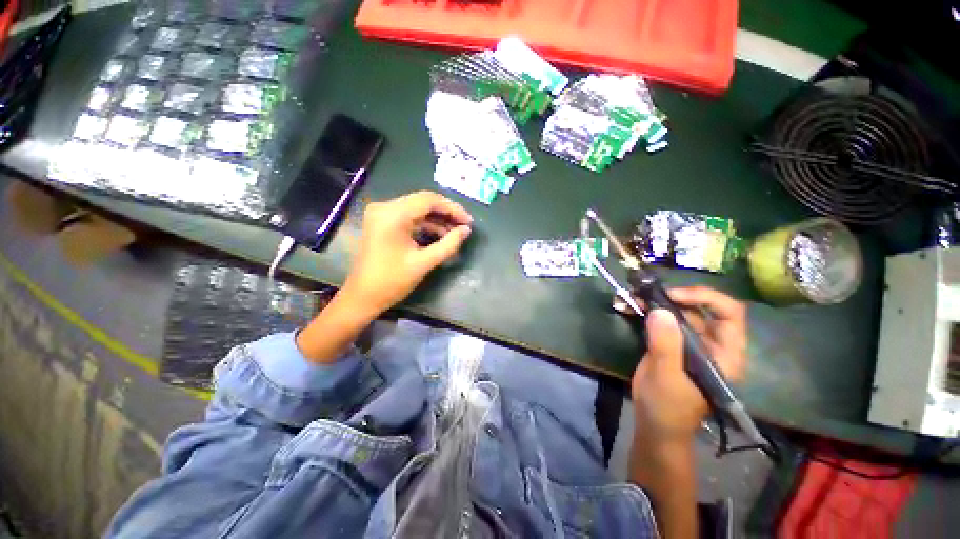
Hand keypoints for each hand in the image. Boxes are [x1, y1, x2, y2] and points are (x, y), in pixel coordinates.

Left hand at [339, 191, 472, 317]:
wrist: (363, 297)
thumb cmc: (392, 282)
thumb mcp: (424, 263)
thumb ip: (448, 244)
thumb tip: (466, 231)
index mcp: (393, 215)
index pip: (429, 200)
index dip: (452, 209)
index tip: (469, 222)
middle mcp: (385, 207)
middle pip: (423, 202)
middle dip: (446, 213)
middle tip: (464, 226)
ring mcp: (382, 214)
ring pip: (417, 209)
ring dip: (437, 219)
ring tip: (455, 233)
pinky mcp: (382, 222)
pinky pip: (409, 217)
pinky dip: (425, 224)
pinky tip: (440, 235)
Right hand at [631, 287, 746, 443]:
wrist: (654, 424)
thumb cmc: (669, 407)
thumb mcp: (667, 378)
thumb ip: (666, 346)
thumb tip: (660, 311)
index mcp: (724, 353)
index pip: (728, 313)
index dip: (705, 298)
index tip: (673, 296)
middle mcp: (710, 343)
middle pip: (697, 309)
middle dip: (670, 298)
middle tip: (643, 295)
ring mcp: (688, 343)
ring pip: (675, 312)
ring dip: (652, 302)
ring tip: (629, 299)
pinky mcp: (669, 343)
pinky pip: (659, 320)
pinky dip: (643, 311)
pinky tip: (626, 307)